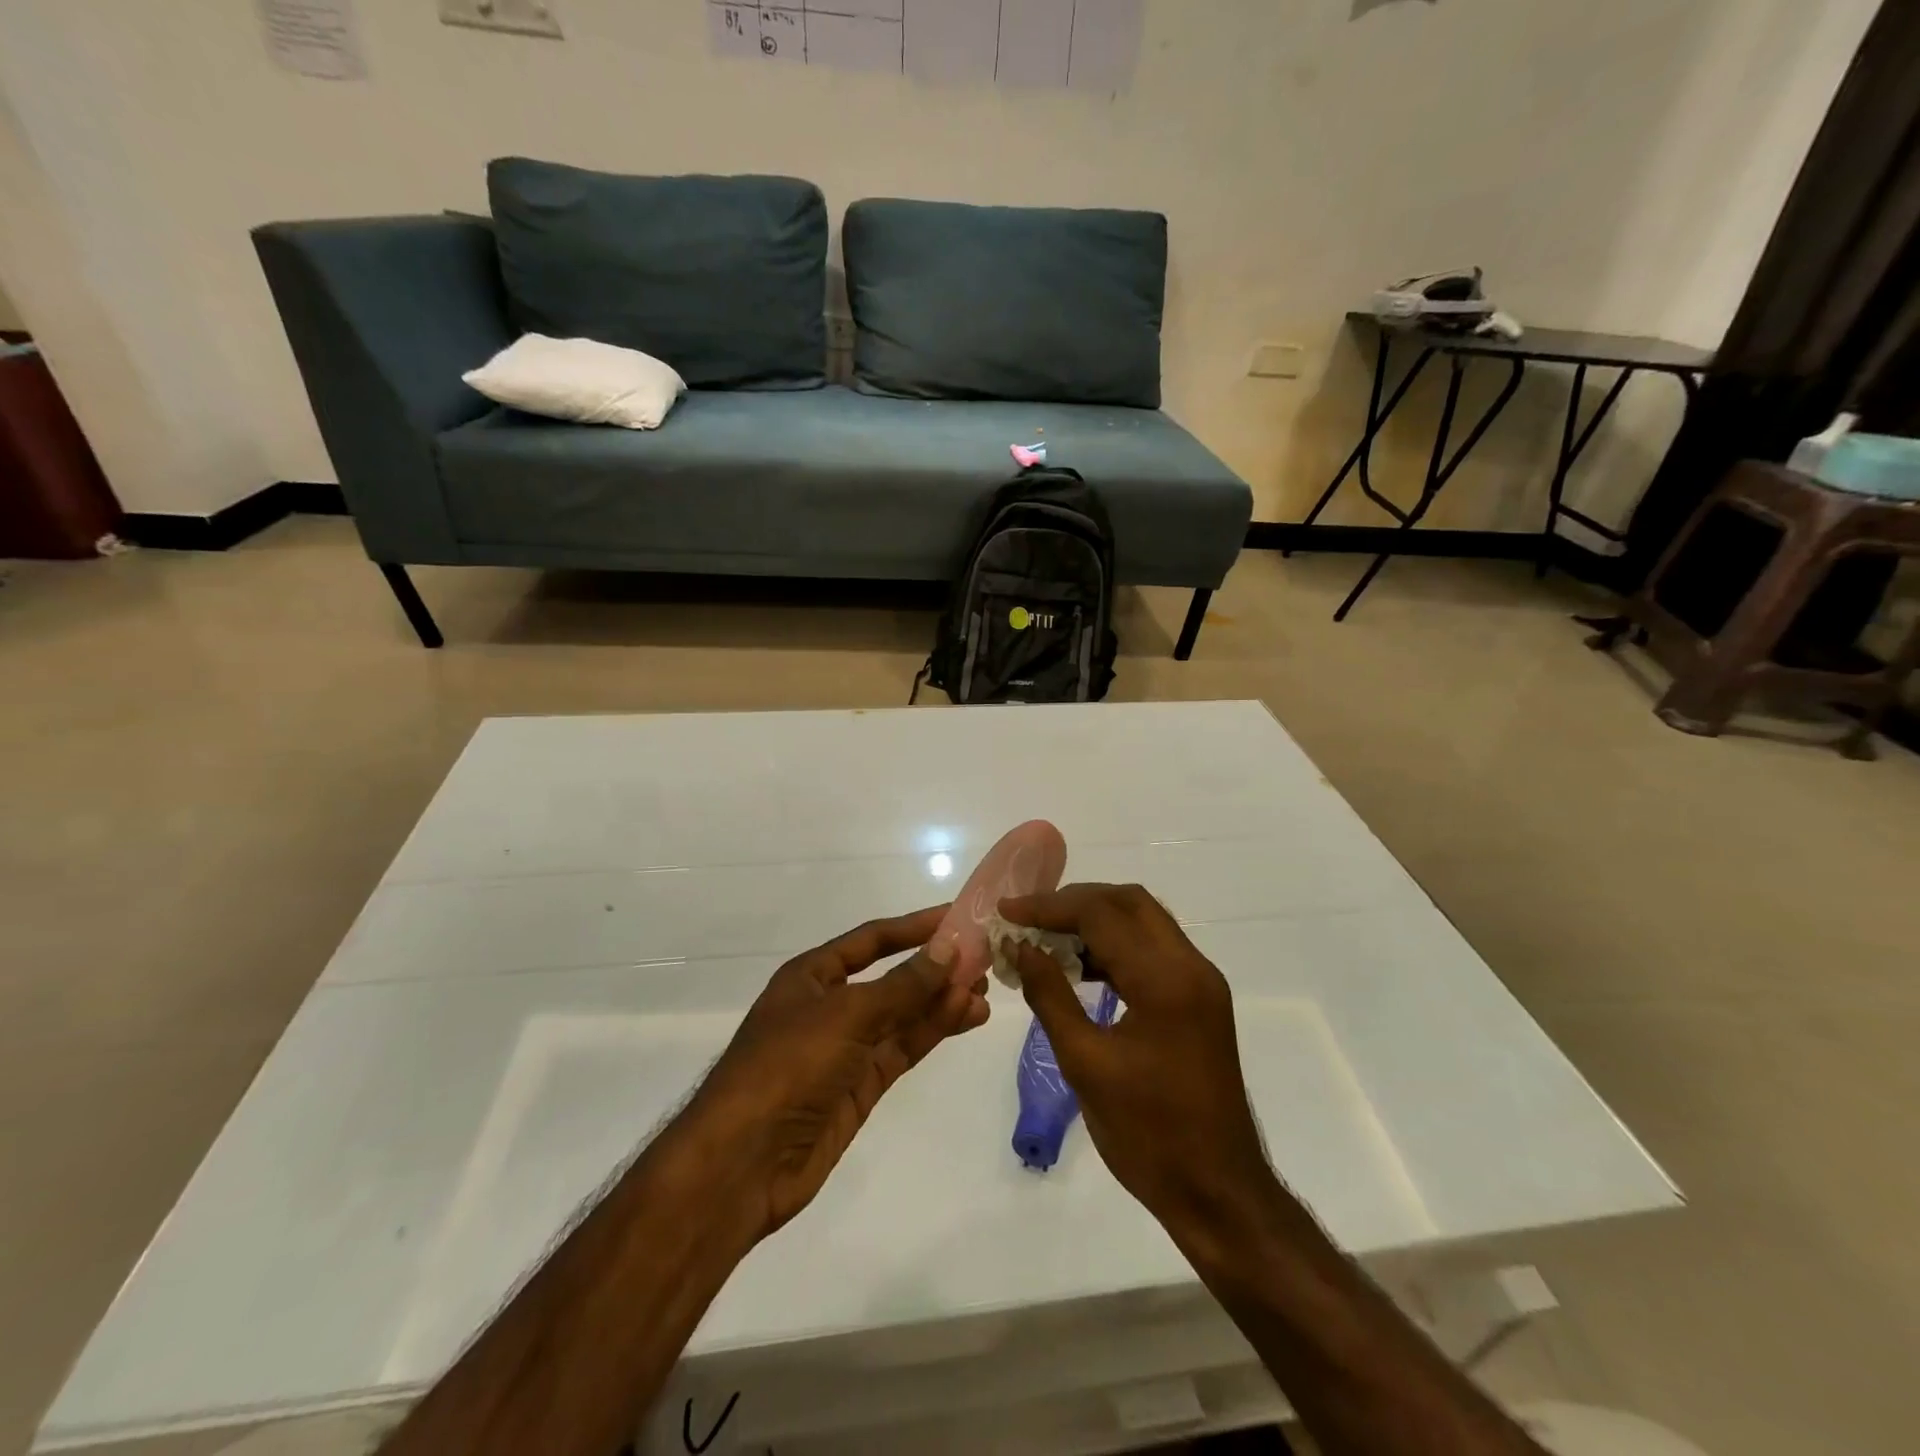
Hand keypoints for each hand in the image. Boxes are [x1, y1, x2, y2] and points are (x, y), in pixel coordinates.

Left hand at [686, 906, 990, 1237]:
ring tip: (985, 988)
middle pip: (892, 977)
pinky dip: (934, 1031)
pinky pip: (903, 1048)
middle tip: (984, 957)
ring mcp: (846, 1049)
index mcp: (812, 976)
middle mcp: (830, 1006)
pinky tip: (967, 1016)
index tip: (957, 916)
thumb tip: (949, 948)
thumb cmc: (788, 1066)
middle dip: (935, 967)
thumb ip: (903, 985)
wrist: (743, 1163)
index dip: (914, 927)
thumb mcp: (847, 1014)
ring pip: (903, 1015)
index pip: (872, 940)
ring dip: (942, 1000)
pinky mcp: (861, 1086)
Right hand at [1000, 884, 1275, 1236]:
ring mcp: (1201, 982)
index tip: (1007, 911)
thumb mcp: (1085, 1064)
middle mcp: (1191, 966)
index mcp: (1166, 980)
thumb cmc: (1148, 1134)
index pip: (1102, 914)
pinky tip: (1082, 967)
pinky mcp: (1200, 999)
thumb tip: (1021, 947)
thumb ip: (1050, 995)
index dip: (1049, 906)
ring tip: (1048, 939)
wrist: (1218, 1192)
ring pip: (1144, 922)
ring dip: (1096, 920)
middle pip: (1129, 902)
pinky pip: (1154, 950)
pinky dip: (1116, 945)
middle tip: (1030, 918)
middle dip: (1075, 902)